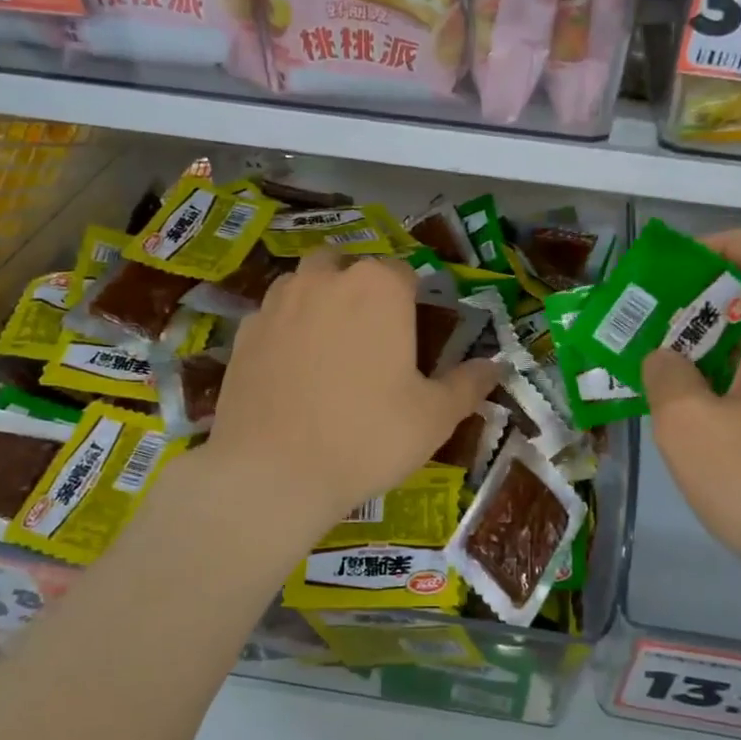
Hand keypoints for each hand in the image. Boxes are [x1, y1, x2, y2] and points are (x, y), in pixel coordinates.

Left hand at [206, 250, 496, 533]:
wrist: (272, 472)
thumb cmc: (367, 436)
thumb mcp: (434, 416)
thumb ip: (469, 384)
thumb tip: (496, 367)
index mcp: (379, 287)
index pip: (404, 273)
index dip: (413, 301)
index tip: (413, 337)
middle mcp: (326, 279)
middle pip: (350, 266)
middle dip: (362, 289)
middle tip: (372, 339)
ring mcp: (278, 301)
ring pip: (306, 283)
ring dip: (321, 300)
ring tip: (330, 349)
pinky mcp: (244, 330)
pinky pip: (273, 316)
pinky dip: (287, 330)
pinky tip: (292, 370)